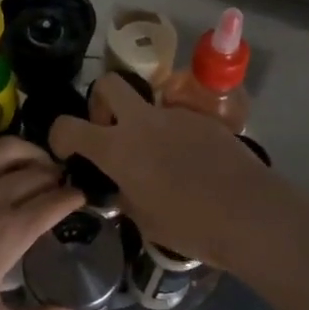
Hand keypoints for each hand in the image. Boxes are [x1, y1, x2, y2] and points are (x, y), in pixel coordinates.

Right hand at [49, 74, 278, 267]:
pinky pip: (176, 120)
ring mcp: (175, 116)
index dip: (59, 135)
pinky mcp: (203, 119)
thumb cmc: (190, 225)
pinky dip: (173, 135)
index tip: (66, 149)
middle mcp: (142, 122)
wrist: (249, 213)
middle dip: (100, 101)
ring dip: (142, 122)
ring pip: (147, 104)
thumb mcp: (143, 219)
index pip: (69, 126)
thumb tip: (123, 186)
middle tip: (110, 131)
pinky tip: (190, 164)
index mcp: (117, 148)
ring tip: (159, 158)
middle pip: (108, 84)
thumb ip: (124, 195)